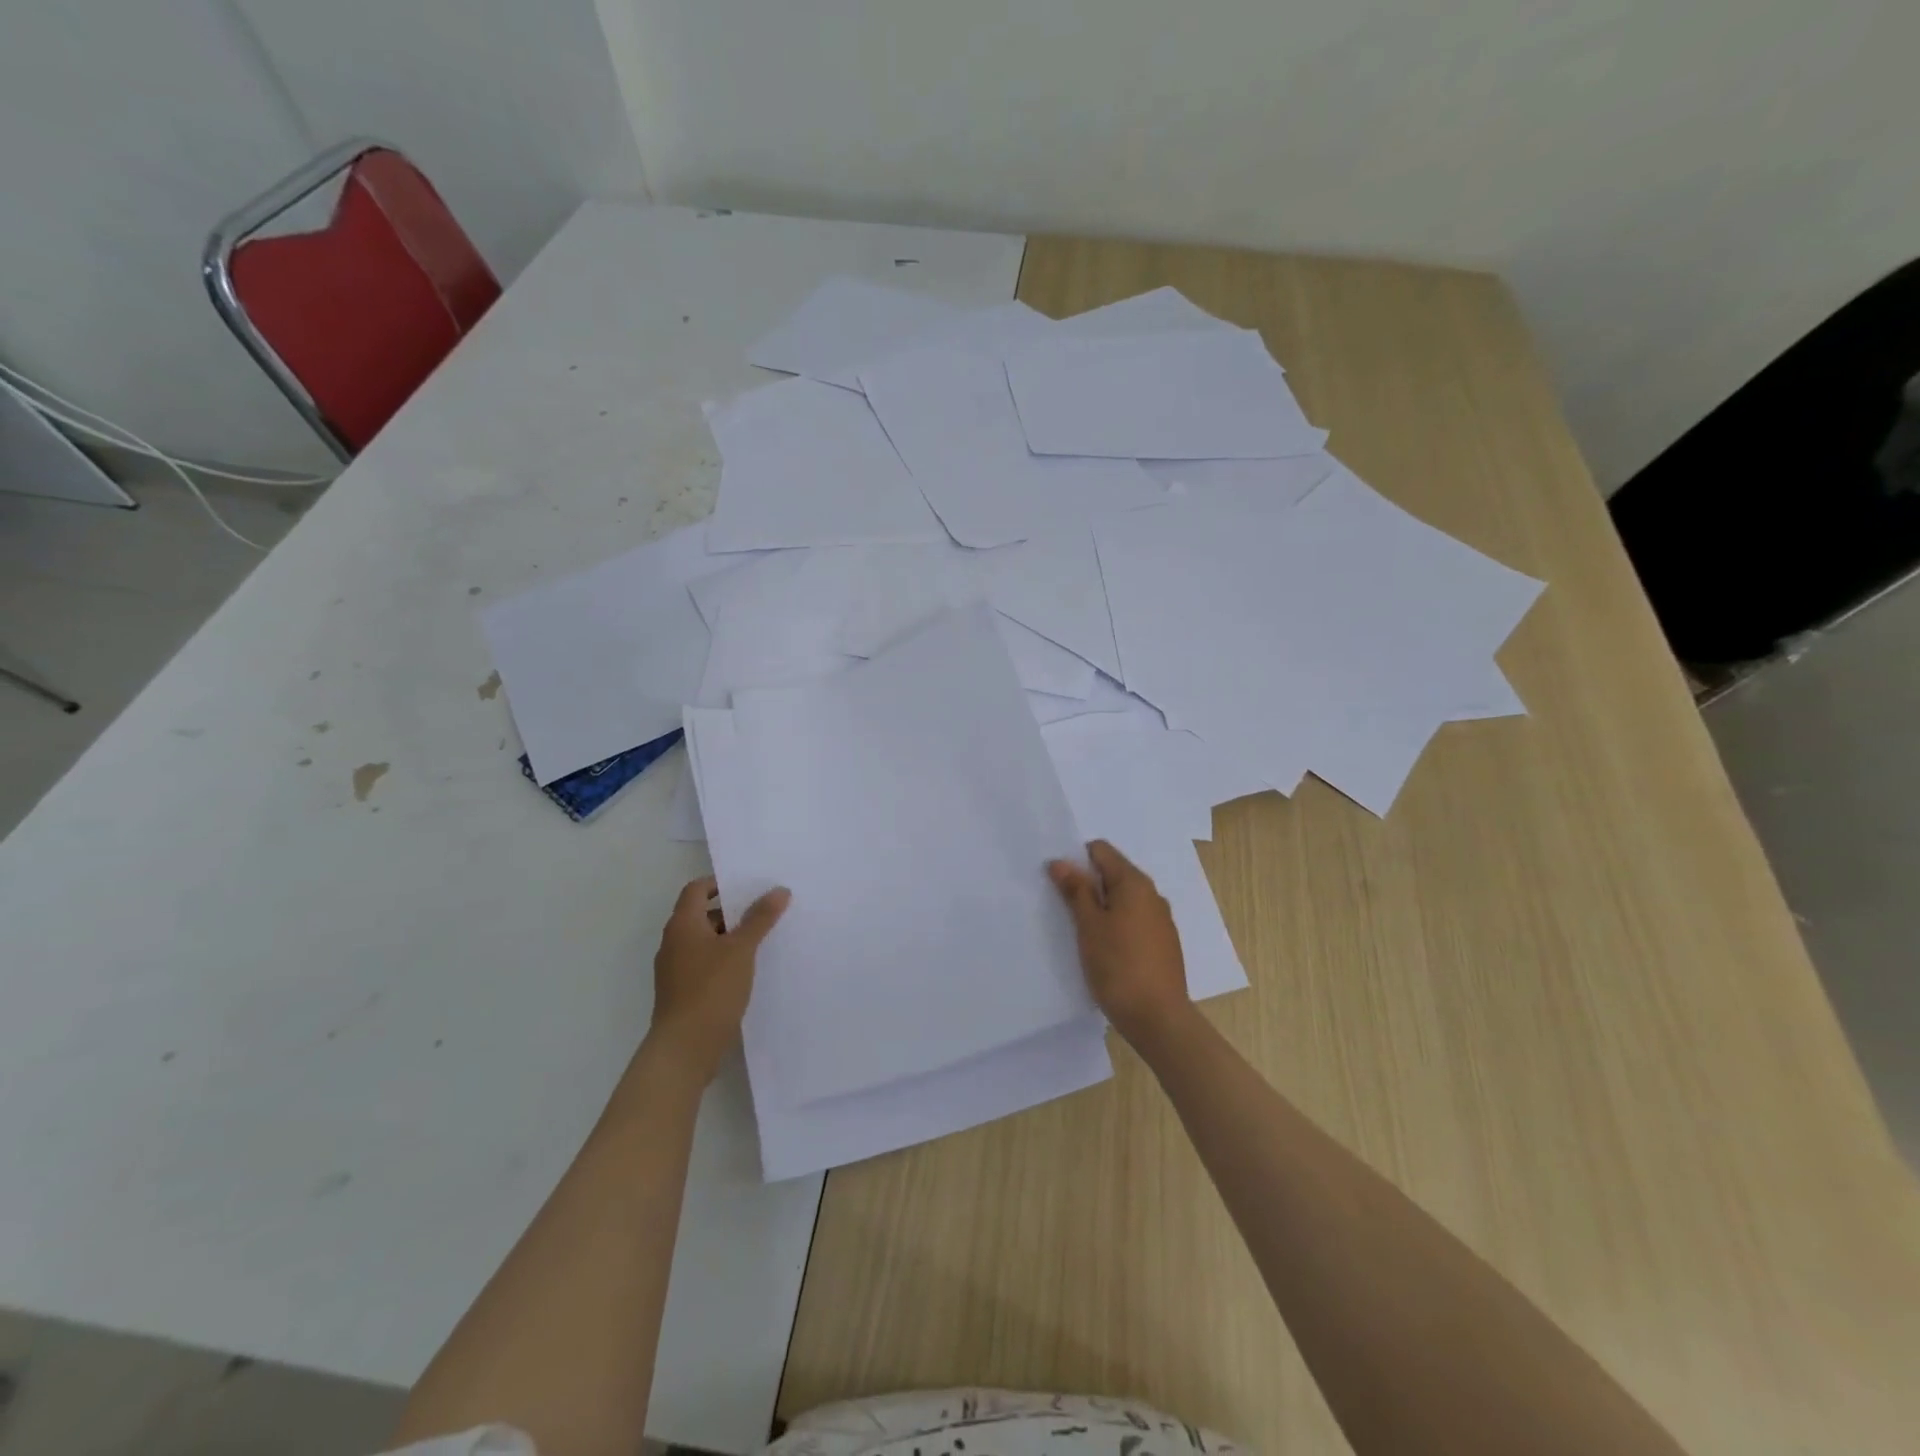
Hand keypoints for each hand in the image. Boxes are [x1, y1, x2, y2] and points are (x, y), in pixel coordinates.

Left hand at [648, 876, 790, 1082]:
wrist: (684, 1048)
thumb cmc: (711, 989)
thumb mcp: (741, 949)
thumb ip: (760, 918)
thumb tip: (779, 890)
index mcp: (682, 925)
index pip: (696, 889)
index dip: (719, 883)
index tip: (748, 886)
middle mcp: (673, 943)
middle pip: (701, 915)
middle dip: (731, 912)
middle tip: (763, 912)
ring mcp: (675, 970)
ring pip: (704, 942)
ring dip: (729, 938)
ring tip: (761, 941)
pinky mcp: (682, 993)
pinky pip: (704, 965)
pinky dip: (724, 961)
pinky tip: (747, 971)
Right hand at [1048, 840, 1192, 1046]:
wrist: (1158, 1018)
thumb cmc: (1118, 966)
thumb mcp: (1089, 926)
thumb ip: (1075, 890)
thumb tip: (1061, 862)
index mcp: (1134, 883)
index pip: (1101, 850)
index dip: (1076, 859)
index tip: (1059, 882)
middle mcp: (1152, 894)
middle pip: (1113, 873)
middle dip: (1087, 884)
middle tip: (1063, 907)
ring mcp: (1161, 920)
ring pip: (1124, 900)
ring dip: (1101, 907)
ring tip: (1081, 931)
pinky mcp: (1163, 943)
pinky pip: (1134, 920)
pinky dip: (1116, 925)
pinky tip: (1104, 949)